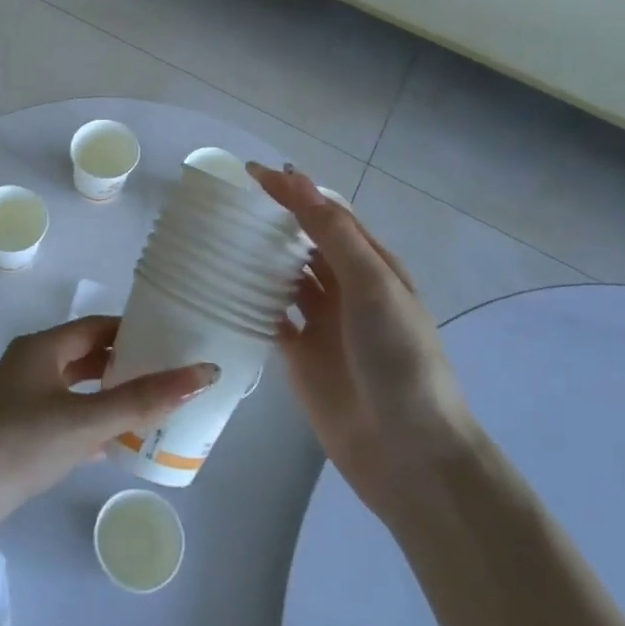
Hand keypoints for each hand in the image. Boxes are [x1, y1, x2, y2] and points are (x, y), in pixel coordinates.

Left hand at [0, 316, 217, 580]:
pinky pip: (64, 423)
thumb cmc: (16, 445)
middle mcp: (29, 368)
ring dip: (110, 398)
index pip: (97, 326)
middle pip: (87, 357)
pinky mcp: (17, 440)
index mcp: (41, 348)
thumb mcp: (85, 420)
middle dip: (127, 365)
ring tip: (154, 411)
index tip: (174, 341)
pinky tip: (114, 447)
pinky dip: (91, 428)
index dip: (134, 330)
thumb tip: (203, 374)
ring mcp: (20, 405)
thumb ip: (143, 400)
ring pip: (76, 392)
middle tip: (171, 378)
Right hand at [250, 164, 475, 502]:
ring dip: (257, 259)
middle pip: (303, 244)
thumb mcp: (372, 285)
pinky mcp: (300, 357)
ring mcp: (322, 324)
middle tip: (224, 205)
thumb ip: (332, 233)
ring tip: (215, 239)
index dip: (292, 191)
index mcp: (371, 266)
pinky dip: (249, 303)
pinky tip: (220, 290)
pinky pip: (269, 319)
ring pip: (284, 279)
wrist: (409, 452)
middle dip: (271, 222)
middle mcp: (345, 289)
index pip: (326, 215)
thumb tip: (296, 178)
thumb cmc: (398, 358)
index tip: (249, 172)